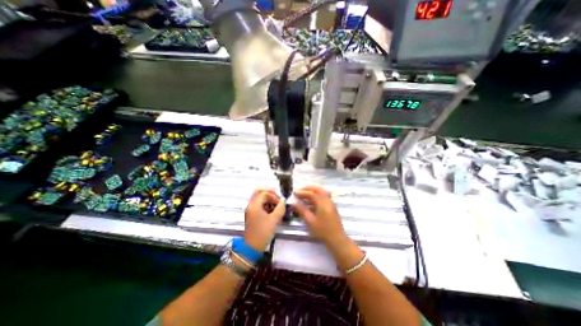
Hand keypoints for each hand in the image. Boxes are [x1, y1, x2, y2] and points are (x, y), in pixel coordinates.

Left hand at [244, 189, 284, 251]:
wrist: (251, 247)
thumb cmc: (262, 233)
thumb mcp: (274, 220)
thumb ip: (280, 208)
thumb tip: (284, 201)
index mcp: (254, 205)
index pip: (264, 193)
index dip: (274, 196)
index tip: (280, 202)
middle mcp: (251, 205)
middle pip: (259, 191)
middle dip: (269, 192)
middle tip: (277, 197)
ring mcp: (250, 209)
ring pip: (258, 197)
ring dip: (267, 198)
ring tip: (276, 204)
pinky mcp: (251, 214)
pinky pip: (258, 204)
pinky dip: (265, 203)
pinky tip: (272, 209)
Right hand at [291, 186, 343, 246]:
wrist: (337, 239)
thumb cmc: (322, 231)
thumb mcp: (310, 221)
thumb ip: (302, 210)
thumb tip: (294, 203)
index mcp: (322, 203)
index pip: (311, 194)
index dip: (302, 192)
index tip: (294, 193)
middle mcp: (328, 200)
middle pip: (318, 189)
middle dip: (309, 188)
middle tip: (300, 190)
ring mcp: (331, 203)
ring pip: (322, 192)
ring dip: (313, 190)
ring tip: (305, 193)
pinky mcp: (332, 206)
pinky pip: (324, 196)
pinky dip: (317, 194)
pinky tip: (312, 200)